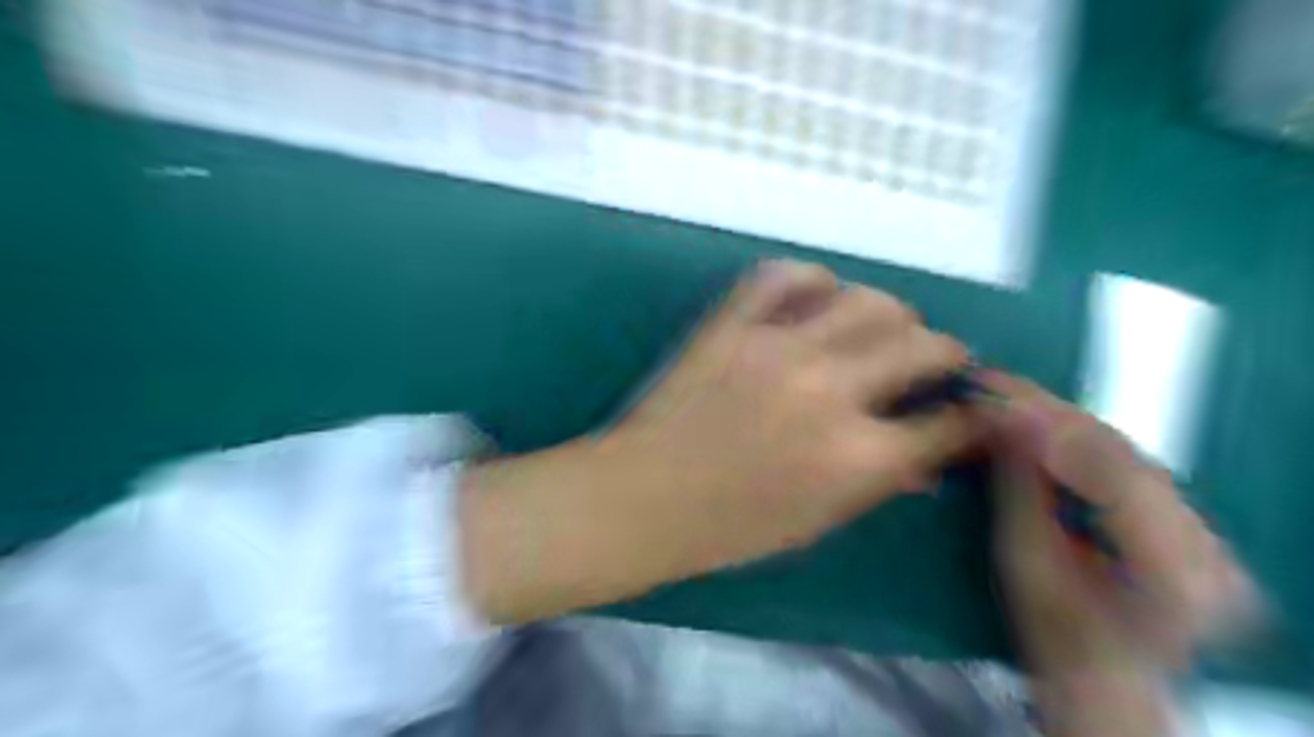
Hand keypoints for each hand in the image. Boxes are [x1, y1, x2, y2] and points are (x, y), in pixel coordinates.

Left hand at [458, 261, 966, 624]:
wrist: (643, 497)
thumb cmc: (729, 528)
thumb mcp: (817, 522)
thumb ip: (878, 482)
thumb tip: (924, 457)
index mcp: (856, 455)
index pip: (948, 424)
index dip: (972, 418)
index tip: (972, 411)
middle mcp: (829, 390)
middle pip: (921, 345)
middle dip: (946, 353)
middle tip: (934, 360)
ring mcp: (777, 346)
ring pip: (867, 299)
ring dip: (889, 313)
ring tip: (880, 328)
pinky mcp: (732, 324)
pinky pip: (784, 275)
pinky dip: (811, 280)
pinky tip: (816, 298)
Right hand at [986, 377, 1251, 733]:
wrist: (1105, 671)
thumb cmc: (1052, 631)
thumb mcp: (1025, 563)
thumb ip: (1020, 488)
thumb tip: (1002, 420)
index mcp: (1173, 571)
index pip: (1111, 471)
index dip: (1048, 425)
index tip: (991, 393)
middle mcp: (1206, 541)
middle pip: (1119, 451)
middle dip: (1047, 411)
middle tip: (990, 381)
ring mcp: (1203, 524)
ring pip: (1121, 447)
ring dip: (1057, 416)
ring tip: (1004, 392)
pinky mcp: (1185, 512)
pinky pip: (1122, 457)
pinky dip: (1073, 433)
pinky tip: (1036, 416)